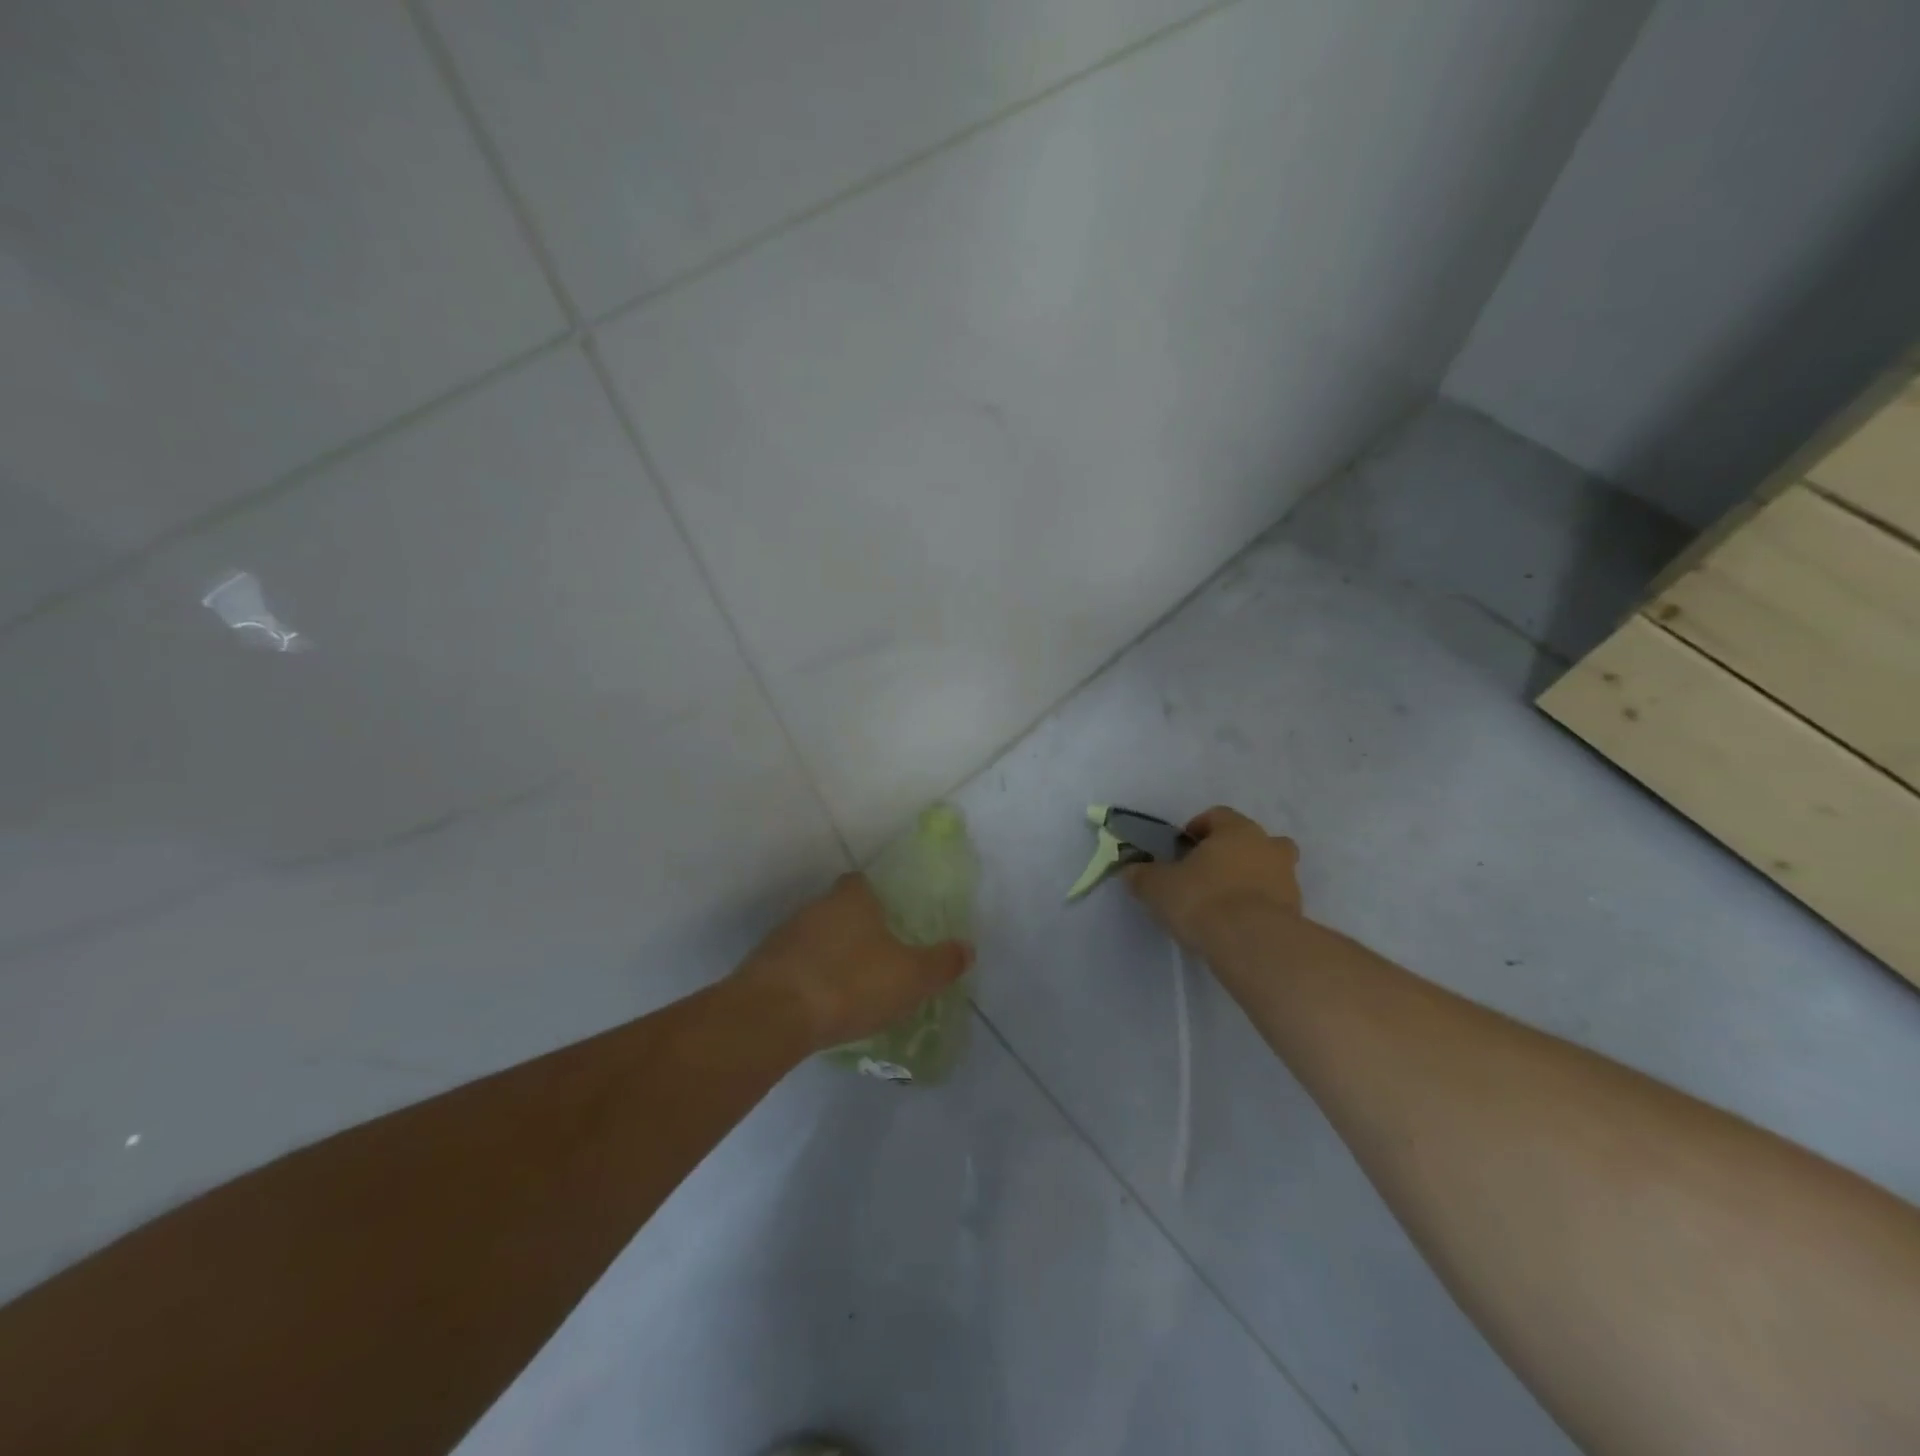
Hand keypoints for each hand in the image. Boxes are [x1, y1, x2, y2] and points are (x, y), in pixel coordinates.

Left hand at [737, 874, 973, 1051]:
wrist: (774, 1015)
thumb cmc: (850, 983)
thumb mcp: (910, 977)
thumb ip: (941, 963)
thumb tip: (967, 948)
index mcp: (851, 898)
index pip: (862, 883)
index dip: (876, 897)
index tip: (889, 919)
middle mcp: (815, 907)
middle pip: (837, 910)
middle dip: (854, 929)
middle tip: (876, 957)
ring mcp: (784, 936)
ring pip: (814, 938)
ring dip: (829, 955)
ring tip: (849, 985)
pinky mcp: (763, 967)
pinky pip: (794, 966)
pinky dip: (808, 978)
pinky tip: (820, 1003)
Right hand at [1123, 806, 1301, 952]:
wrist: (1253, 944)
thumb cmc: (1203, 900)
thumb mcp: (1158, 887)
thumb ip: (1143, 875)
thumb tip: (1130, 870)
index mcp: (1236, 830)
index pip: (1217, 815)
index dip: (1197, 829)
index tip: (1182, 850)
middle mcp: (1268, 846)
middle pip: (1251, 841)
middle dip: (1231, 853)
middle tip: (1207, 875)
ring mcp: (1288, 880)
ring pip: (1268, 871)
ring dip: (1249, 881)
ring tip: (1223, 907)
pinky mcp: (1298, 913)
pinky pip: (1274, 902)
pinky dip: (1260, 909)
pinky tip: (1238, 928)